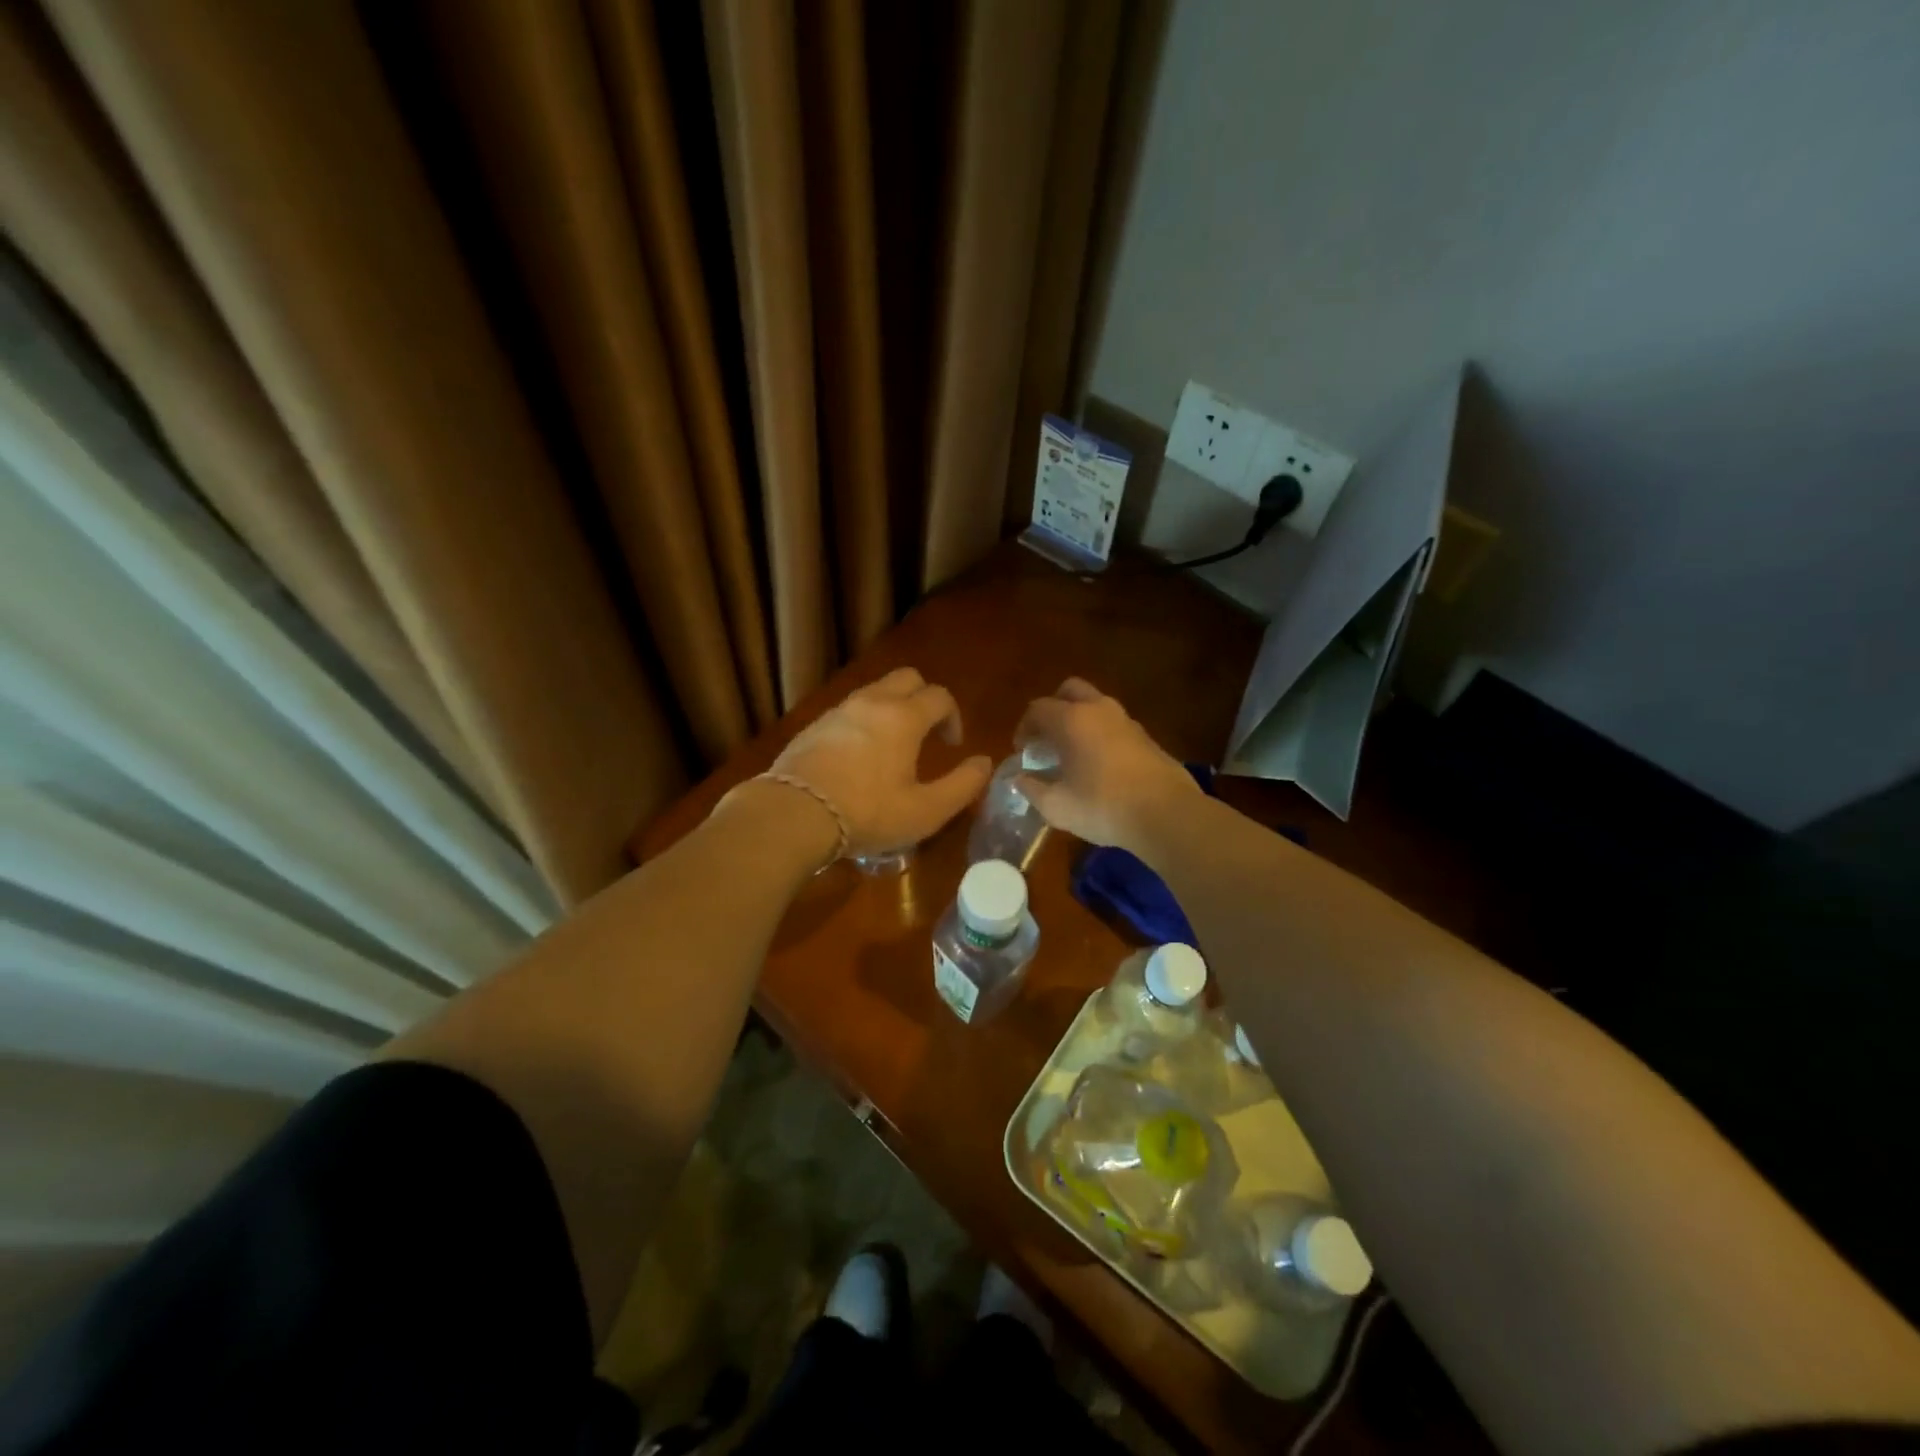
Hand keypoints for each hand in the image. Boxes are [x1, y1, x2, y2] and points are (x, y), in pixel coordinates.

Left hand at [764, 668, 992, 857]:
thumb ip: (962, 785)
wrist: (793, 814)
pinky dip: (864, 722)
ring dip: (892, 708)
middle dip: (924, 698)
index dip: (953, 717)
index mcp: (904, 717)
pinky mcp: (814, 726)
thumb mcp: (926, 811)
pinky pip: (849, 711)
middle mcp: (872, 703)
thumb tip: (984, 763)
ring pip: (874, 691)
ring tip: (893, 746)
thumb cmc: (867, 813)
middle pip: (907, 678)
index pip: (940, 696)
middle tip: (926, 733)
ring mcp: (839, 711)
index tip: (952, 745)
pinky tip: (858, 757)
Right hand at [1013, 678, 1201, 849]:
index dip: (1024, 727)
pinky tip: (1098, 764)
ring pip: (1095, 705)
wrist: (1166, 814)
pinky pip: (1113, 724)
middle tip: (1046, 737)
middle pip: (1069, 690)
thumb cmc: (1103, 806)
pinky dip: (1100, 734)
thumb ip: (1032, 789)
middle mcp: (1098, 710)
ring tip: (1071, 752)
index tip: (1022, 750)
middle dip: (1053, 708)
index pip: (1038, 709)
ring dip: (1079, 720)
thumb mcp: (1056, 806)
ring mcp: (1126, 720)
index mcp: (1071, 720)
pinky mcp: (1146, 737)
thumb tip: (1020, 779)